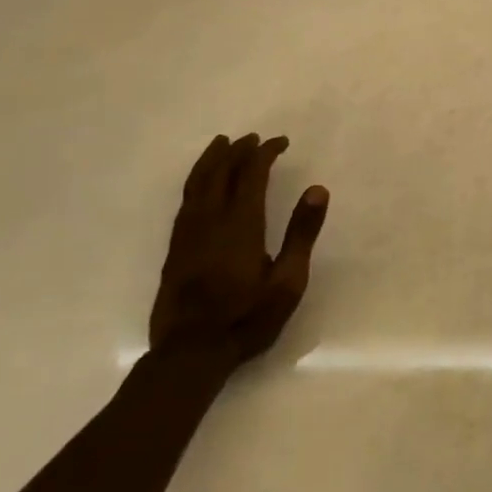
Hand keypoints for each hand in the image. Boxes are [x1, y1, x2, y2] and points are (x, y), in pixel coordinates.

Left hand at [150, 133, 327, 367]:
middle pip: (221, 173)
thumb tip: (317, 189)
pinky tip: (200, 185)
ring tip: (221, 144)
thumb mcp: (288, 281)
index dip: (265, 153)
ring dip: (212, 160)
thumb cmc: (247, 318)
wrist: (190, 353)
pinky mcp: (174, 249)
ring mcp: (188, 234)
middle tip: (253, 138)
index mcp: (241, 224)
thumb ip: (301, 233)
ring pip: (197, 184)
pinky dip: (195, 182)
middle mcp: (210, 220)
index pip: (252, 174)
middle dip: (238, 151)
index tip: (280, 142)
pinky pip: (185, 201)